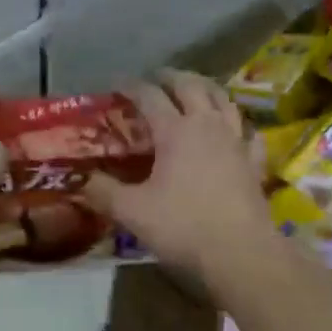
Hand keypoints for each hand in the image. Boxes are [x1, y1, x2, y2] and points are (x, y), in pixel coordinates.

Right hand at [85, 70, 274, 274]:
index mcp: (175, 131)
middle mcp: (208, 126)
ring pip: (223, 100)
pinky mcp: (254, 162)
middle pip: (191, 86)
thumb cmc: (183, 227)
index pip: (150, 96)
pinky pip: (248, 132)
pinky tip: (235, 129)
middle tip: (157, 78)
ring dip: (206, 89)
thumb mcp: (132, 211)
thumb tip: (78, 181)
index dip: (132, 86)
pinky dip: (238, 123)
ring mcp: (236, 141)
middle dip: (171, 77)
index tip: (117, 84)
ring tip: (195, 90)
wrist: (240, 253)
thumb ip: (103, 192)